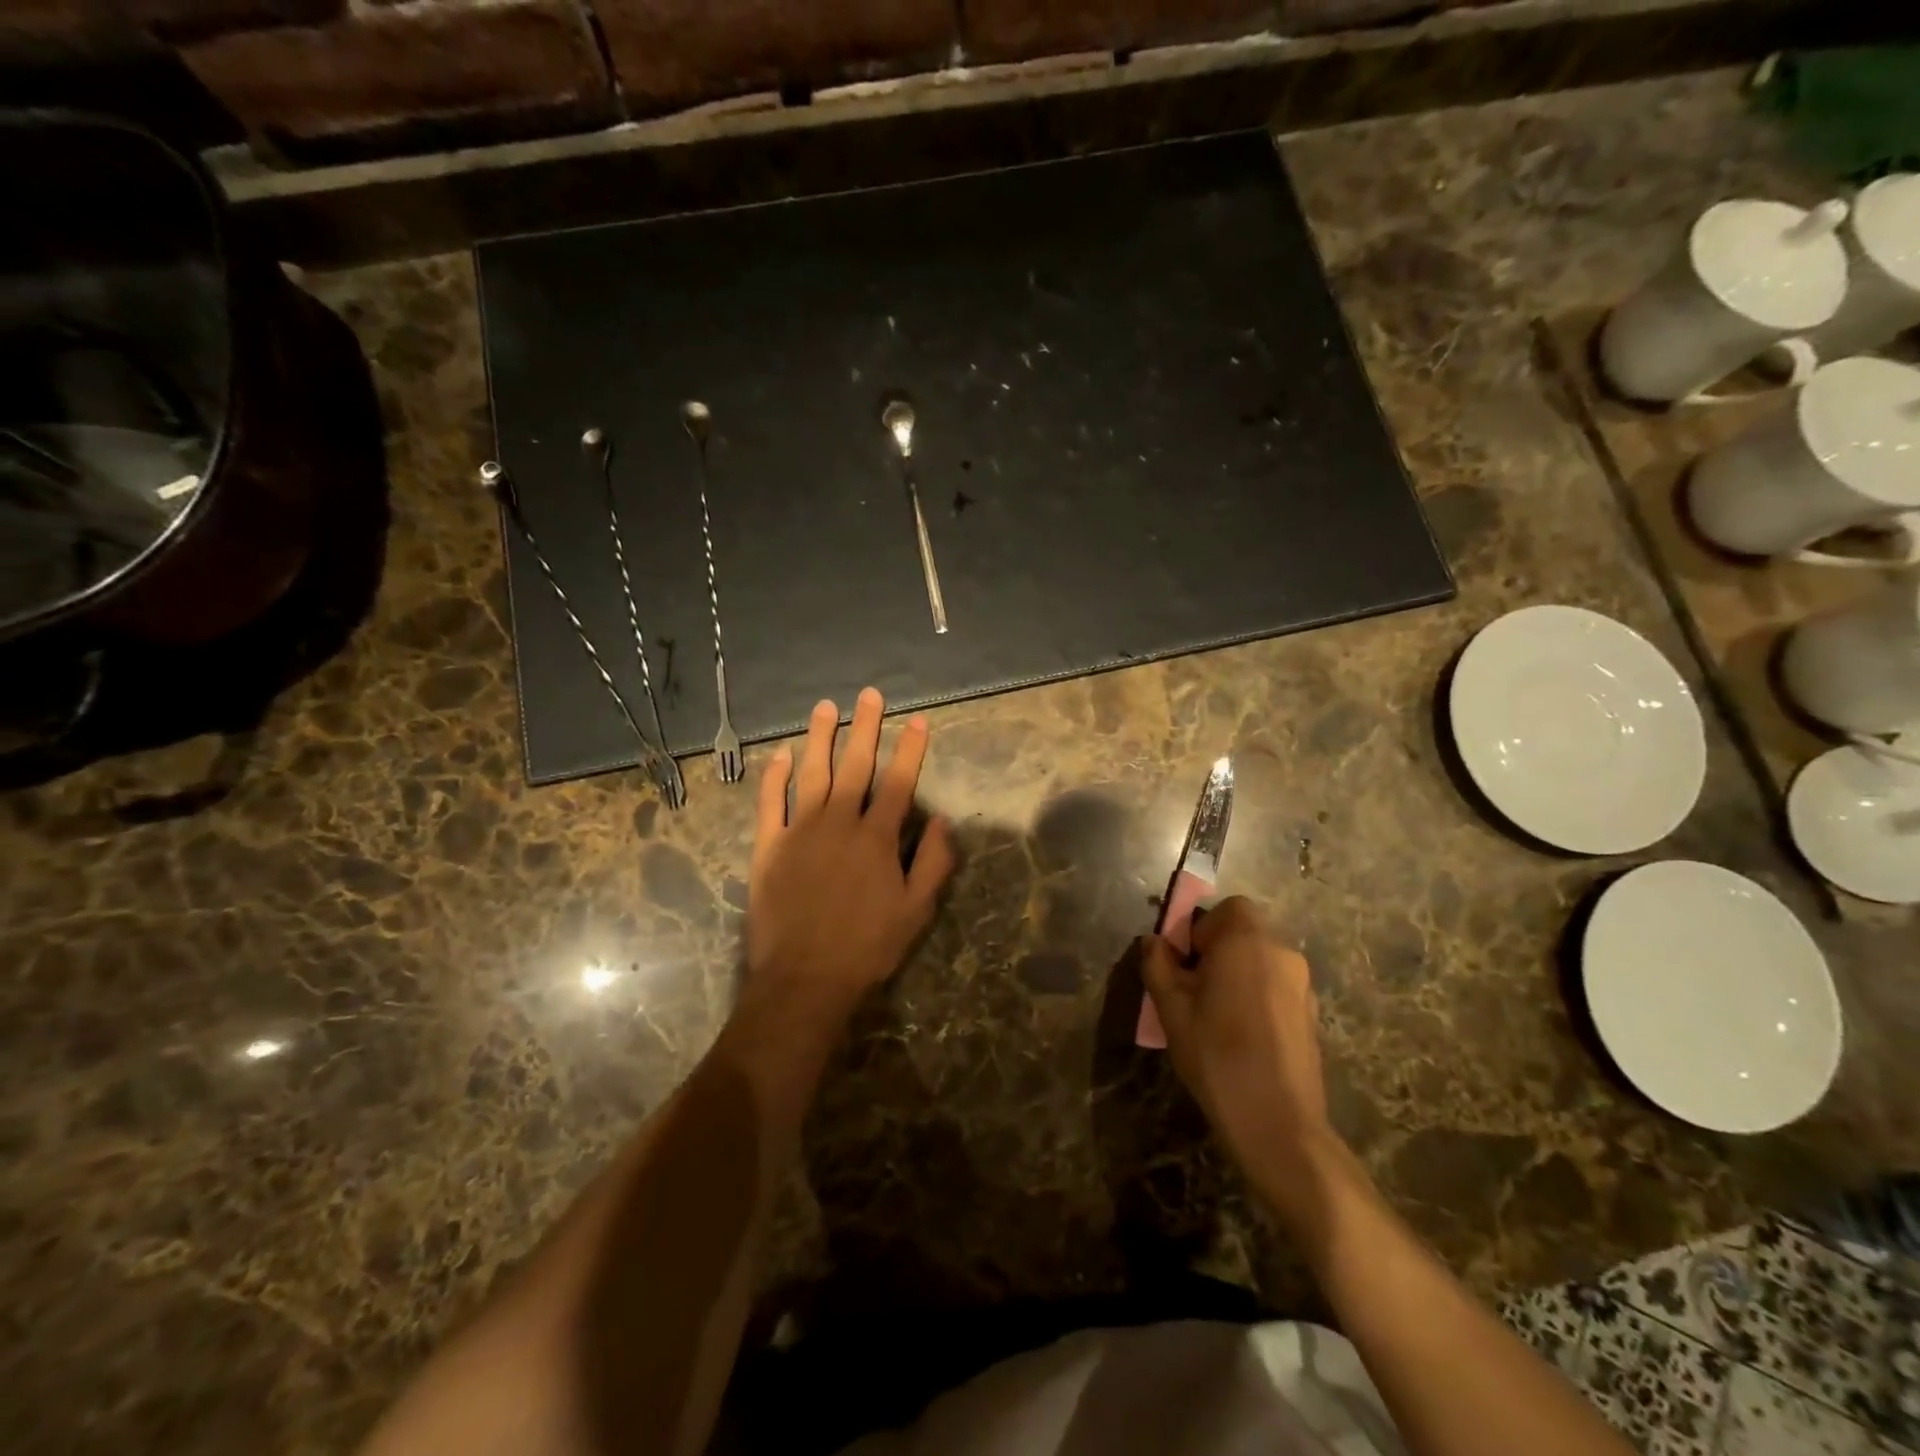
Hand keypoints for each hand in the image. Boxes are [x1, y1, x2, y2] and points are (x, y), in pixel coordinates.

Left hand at [747, 689, 954, 1019]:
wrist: (804, 979)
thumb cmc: (867, 947)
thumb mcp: (916, 911)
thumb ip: (933, 862)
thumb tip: (943, 820)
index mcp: (877, 837)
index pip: (899, 781)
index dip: (910, 748)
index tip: (917, 719)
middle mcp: (839, 822)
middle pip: (855, 765)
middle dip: (865, 727)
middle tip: (869, 695)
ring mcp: (800, 831)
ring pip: (811, 772)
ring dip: (819, 737)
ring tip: (824, 707)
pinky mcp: (768, 846)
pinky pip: (770, 802)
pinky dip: (775, 775)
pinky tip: (781, 754)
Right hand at [1139, 898, 1332, 1196]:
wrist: (1277, 1123)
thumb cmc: (1217, 1053)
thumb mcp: (1171, 1007)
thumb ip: (1158, 964)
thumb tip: (1154, 942)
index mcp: (1247, 941)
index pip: (1228, 908)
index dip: (1202, 928)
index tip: (1186, 964)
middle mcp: (1282, 953)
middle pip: (1246, 933)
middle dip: (1217, 952)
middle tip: (1194, 991)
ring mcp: (1303, 985)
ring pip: (1261, 962)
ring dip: (1238, 974)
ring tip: (1216, 1017)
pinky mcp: (1312, 1015)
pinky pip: (1276, 988)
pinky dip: (1257, 997)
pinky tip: (1243, 1036)